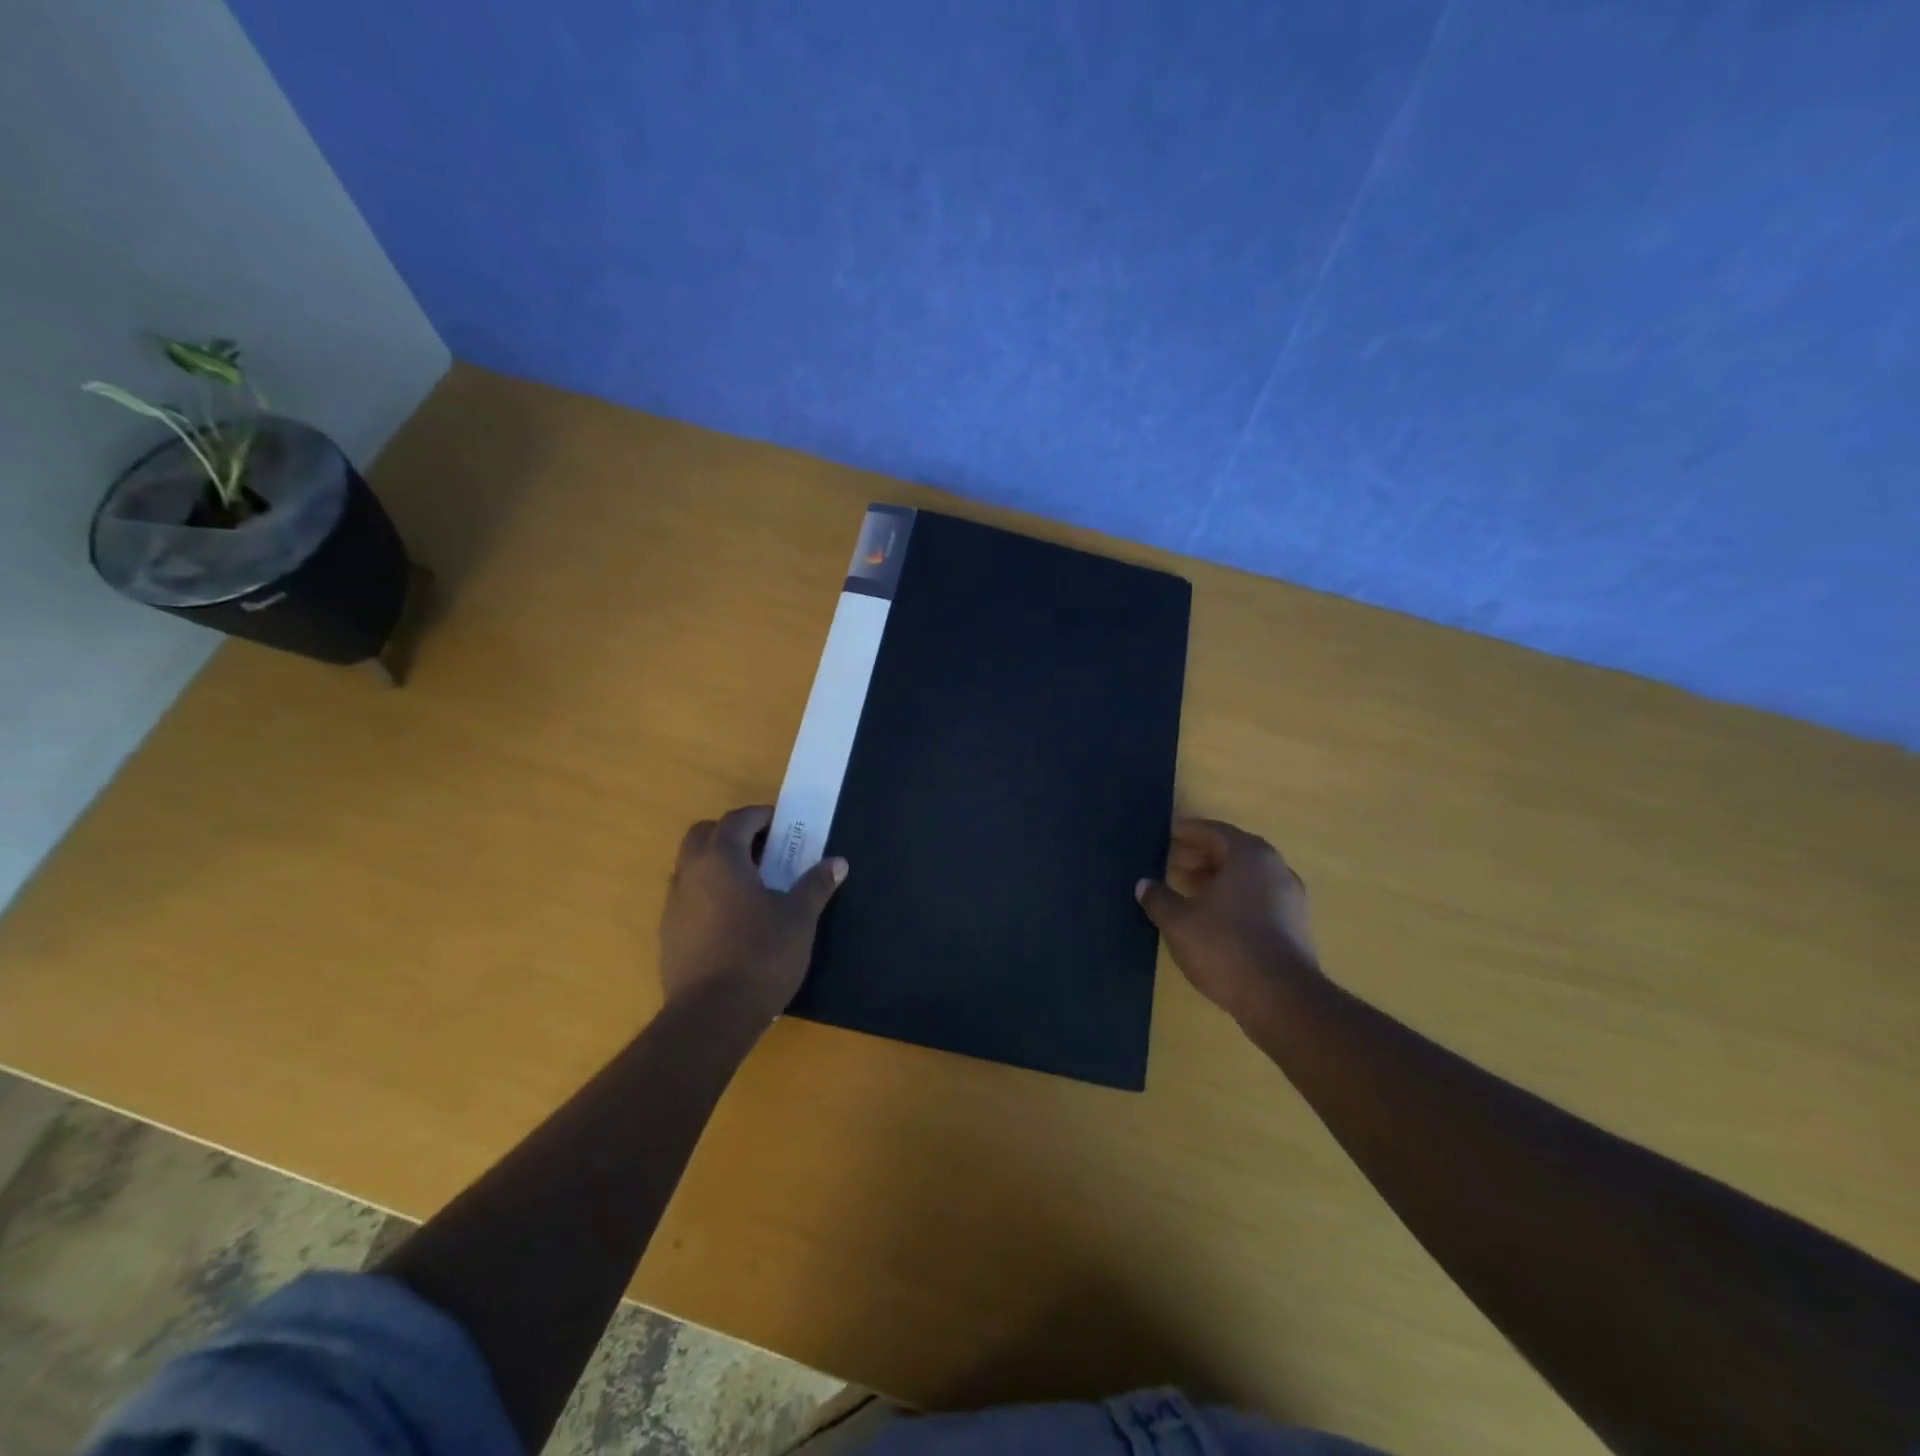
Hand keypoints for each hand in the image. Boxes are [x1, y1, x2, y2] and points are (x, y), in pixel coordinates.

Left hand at [659, 805, 846, 1020]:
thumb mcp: (799, 918)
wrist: (711, 1016)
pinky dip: (708, 892)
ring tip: (751, 884)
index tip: (784, 826)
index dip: (761, 816)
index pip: (737, 819)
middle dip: (732, 833)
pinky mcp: (668, 934)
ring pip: (691, 866)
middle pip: (703, 835)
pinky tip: (733, 918)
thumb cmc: (760, 955)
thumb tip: (837, 862)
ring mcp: (674, 905)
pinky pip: (687, 897)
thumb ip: (816, 885)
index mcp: (721, 859)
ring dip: (717, 863)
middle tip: (764, 849)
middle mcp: (690, 874)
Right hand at [1136, 817, 1320, 1024]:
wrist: (1281, 999)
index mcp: (1249, 855)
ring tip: (1187, 890)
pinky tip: (1211, 916)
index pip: (1215, 831)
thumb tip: (1144, 885)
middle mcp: (1275, 868)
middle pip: (1233, 852)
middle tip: (1172, 863)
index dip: (1189, 832)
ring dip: (1216, 878)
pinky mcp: (1295, 925)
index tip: (1168, 834)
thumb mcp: (1179, 922)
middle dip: (1201, 856)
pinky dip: (1233, 897)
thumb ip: (1158, 898)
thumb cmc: (1225, 946)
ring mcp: (1290, 897)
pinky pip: (1257, 897)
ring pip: (1246, 877)